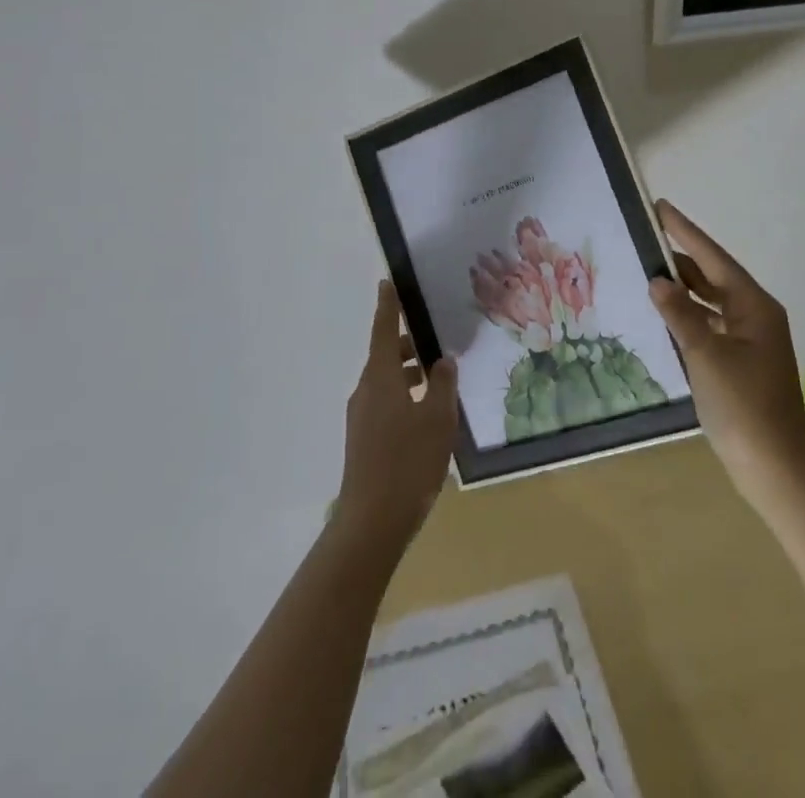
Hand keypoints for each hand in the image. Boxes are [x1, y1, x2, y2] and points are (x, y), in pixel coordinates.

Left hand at [336, 282, 458, 551]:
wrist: (372, 522)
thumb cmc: (408, 461)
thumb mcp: (437, 419)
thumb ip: (442, 385)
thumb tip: (442, 361)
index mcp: (380, 378)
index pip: (382, 330)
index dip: (387, 306)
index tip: (387, 282)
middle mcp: (366, 391)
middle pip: (385, 356)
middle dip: (407, 345)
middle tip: (435, 340)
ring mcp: (362, 417)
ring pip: (386, 381)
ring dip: (409, 374)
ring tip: (439, 380)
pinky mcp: (364, 439)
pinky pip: (385, 403)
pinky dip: (404, 396)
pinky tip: (427, 415)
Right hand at [649, 201, 804, 517]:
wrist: (776, 470)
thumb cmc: (744, 408)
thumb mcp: (706, 357)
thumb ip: (680, 315)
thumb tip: (657, 280)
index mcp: (755, 306)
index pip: (713, 258)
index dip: (686, 231)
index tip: (661, 207)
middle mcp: (756, 315)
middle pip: (714, 276)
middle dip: (682, 257)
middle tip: (647, 238)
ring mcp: (752, 339)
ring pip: (713, 301)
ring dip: (685, 287)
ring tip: (650, 270)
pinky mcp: (743, 361)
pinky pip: (712, 323)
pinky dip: (690, 314)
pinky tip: (668, 315)